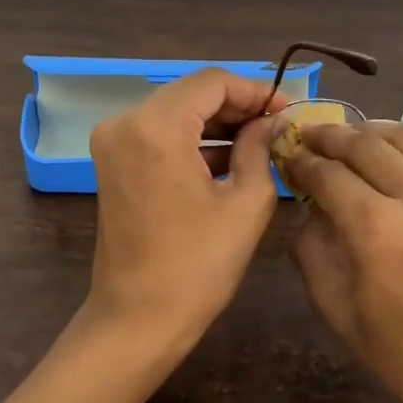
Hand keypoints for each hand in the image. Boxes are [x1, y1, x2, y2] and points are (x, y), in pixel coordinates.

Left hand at [85, 68, 288, 356]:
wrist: (137, 320)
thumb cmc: (197, 266)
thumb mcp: (245, 203)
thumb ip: (260, 148)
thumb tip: (272, 121)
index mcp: (156, 127)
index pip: (213, 82)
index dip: (255, 90)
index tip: (288, 109)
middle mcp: (125, 122)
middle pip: (192, 93)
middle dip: (238, 106)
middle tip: (279, 125)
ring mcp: (114, 141)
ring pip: (177, 111)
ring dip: (217, 123)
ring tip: (262, 141)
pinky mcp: (113, 161)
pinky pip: (160, 134)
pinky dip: (194, 140)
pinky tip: (230, 157)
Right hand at [282, 121, 402, 402]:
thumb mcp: (341, 315)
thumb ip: (313, 254)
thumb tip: (309, 214)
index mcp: (376, 230)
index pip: (327, 174)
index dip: (302, 162)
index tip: (288, 157)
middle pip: (365, 144)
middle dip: (330, 135)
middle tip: (310, 134)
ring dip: (371, 131)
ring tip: (351, 136)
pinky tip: (396, 167)